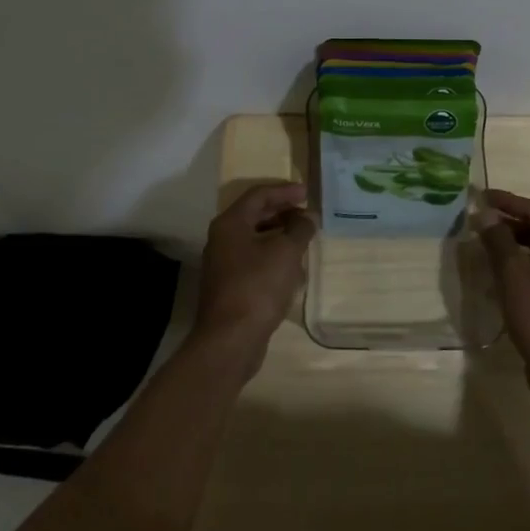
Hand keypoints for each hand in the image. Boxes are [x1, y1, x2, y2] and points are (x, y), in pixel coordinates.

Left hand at [193, 182, 314, 375]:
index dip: (284, 191)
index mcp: (230, 223)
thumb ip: (299, 229)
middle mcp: (223, 239)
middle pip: (255, 215)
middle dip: (283, 211)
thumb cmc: (258, 286)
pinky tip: (293, 268)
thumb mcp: (286, 252)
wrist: (231, 340)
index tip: (307, 193)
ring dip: (280, 235)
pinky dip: (274, 257)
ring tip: (304, 237)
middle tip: (307, 212)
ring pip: (256, 239)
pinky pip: (255, 260)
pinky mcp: (231, 286)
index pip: (258, 195)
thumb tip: (307, 217)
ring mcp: (224, 264)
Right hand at [477, 189, 529, 397]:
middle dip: (506, 222)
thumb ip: (498, 239)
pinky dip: (517, 264)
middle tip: (477, 220)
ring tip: (482, 243)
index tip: (479, 196)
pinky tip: (497, 272)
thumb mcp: (513, 273)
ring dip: (510, 243)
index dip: (505, 201)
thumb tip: (485, 214)